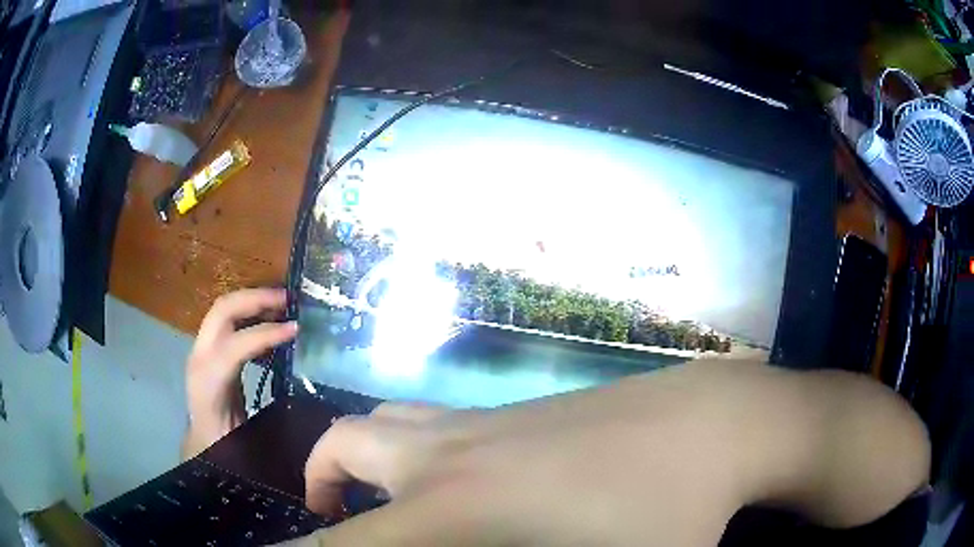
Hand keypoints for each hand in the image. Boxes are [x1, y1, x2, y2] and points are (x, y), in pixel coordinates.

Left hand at [183, 288, 296, 458]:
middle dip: (256, 299)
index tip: (296, 329)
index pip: (234, 345)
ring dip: (253, 301)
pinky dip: (249, 313)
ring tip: (284, 304)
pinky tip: (270, 321)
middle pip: (222, 310)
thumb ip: (272, 422)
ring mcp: (202, 349)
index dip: (266, 334)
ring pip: (224, 309)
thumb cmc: (225, 447)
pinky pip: (227, 320)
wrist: (203, 445)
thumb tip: (308, 407)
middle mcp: (200, 357)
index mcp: (208, 383)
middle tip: (289, 300)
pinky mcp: (209, 349)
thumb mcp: (249, 440)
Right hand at [285, 362, 927, 546]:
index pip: (347, 540)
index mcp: (457, 507)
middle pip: (343, 446)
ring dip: (358, 456)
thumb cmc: (670, 518)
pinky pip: (431, 421)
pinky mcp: (517, 411)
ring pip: (384, 421)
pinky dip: (407, 446)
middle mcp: (451, 453)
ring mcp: (486, 421)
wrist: (718, 425)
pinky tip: (445, 479)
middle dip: (317, 481)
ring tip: (373, 497)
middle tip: (331, 521)